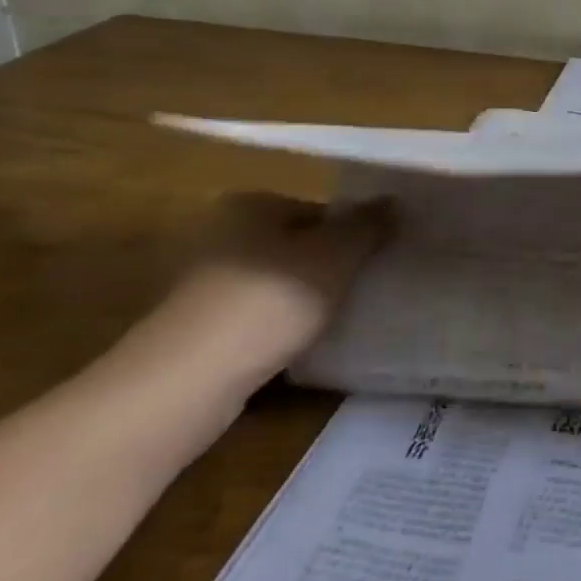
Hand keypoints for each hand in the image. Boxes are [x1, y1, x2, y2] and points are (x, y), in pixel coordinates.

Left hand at [105, 192, 393, 415]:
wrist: (188, 381)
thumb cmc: (270, 300)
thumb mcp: (335, 256)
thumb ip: (367, 226)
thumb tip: (392, 200)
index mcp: (250, 205)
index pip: (319, 210)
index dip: (353, 234)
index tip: (378, 260)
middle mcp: (221, 234)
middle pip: (297, 245)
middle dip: (330, 266)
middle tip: (366, 288)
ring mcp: (204, 283)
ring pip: (278, 283)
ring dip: (306, 299)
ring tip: (341, 319)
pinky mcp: (198, 328)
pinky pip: (256, 317)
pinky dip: (280, 327)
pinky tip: (303, 345)